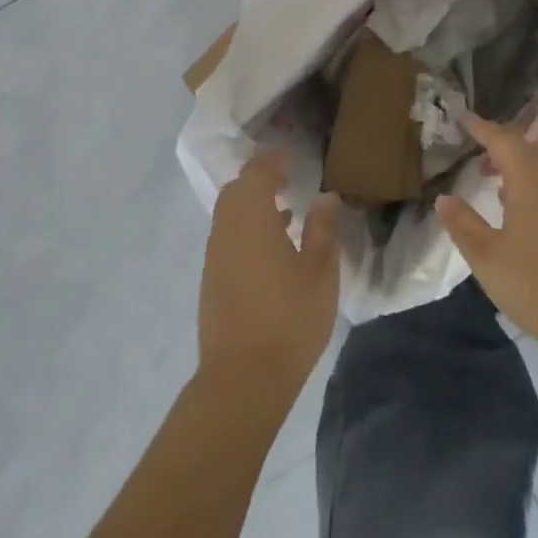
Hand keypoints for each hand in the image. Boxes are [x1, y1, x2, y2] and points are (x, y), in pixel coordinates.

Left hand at [198, 153, 341, 392]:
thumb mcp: (320, 272)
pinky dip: (246, 230)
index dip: (271, 161)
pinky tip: (272, 250)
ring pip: (229, 215)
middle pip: (236, 191)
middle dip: (259, 180)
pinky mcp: (212, 281)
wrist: (243, 379)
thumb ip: (323, 229)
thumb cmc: (289, 319)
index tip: (290, 158)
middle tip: (287, 181)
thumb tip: (326, 196)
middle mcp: (227, 230)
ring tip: (286, 213)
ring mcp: (215, 257)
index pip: (256, 173)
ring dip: (253, 206)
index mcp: (252, 218)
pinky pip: (227, 238)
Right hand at [436, 114, 537, 367]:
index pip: (501, 139)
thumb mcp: (487, 258)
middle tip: (477, 149)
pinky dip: (537, 186)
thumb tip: (444, 198)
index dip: (481, 128)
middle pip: (526, 150)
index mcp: (530, 176)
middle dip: (501, 146)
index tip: (463, 118)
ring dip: (520, 168)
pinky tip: (527, 211)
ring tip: (496, 181)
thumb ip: (463, 224)